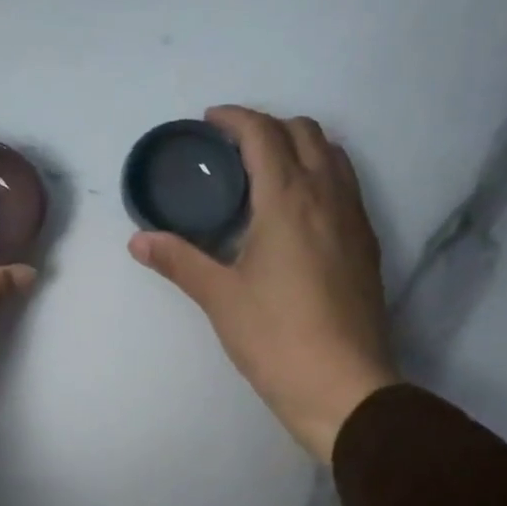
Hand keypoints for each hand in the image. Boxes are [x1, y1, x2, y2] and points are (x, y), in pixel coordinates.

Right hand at [130, 106, 398, 461]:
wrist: (344, 387)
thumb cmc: (276, 338)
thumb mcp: (220, 298)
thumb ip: (179, 261)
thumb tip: (139, 240)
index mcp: (288, 199)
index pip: (264, 134)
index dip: (235, 118)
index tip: (210, 122)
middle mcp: (328, 196)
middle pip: (305, 132)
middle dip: (269, 126)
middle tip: (234, 150)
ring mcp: (355, 220)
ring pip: (333, 156)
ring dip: (300, 147)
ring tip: (267, 173)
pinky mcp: (368, 246)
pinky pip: (346, 187)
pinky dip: (321, 176)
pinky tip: (298, 212)